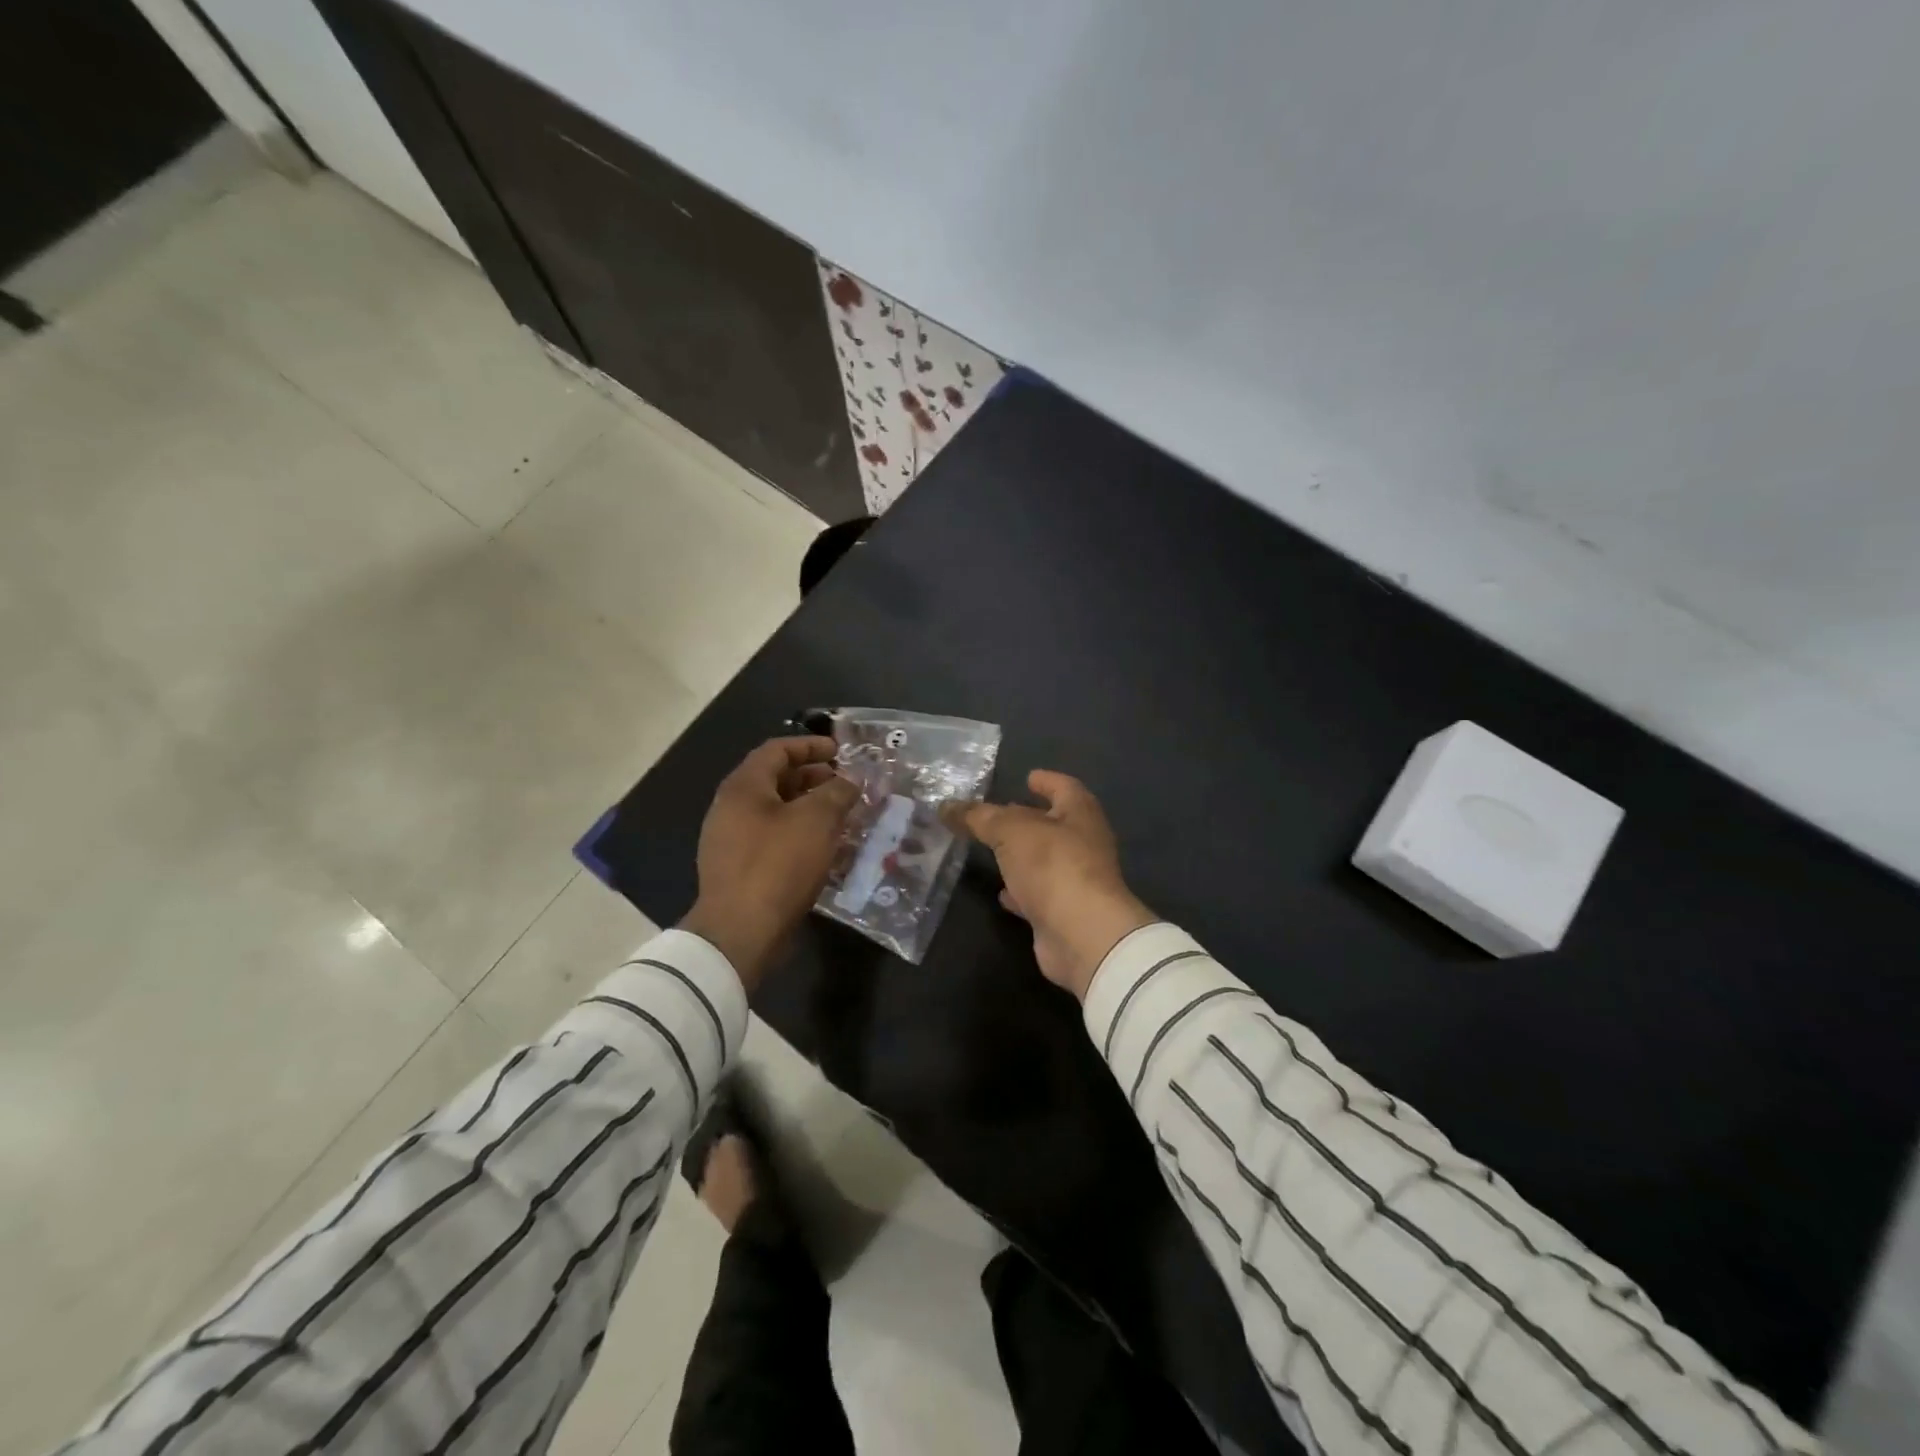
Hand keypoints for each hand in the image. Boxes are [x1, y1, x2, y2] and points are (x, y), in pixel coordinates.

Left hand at [679, 737, 858, 988]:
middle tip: (846, 785)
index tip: (841, 751)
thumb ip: (837, 792)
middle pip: (775, 780)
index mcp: (743, 787)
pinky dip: (800, 834)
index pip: (777, 750)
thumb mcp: (816, 821)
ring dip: (809, 808)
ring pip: (776, 811)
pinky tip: (825, 848)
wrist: (740, 932)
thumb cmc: (778, 865)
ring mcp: (731, 840)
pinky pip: (773, 838)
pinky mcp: (739, 869)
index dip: (811, 745)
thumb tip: (851, 780)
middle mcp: (731, 808)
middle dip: (813, 778)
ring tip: (842, 816)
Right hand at [956, 770, 1155, 1000]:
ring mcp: (1076, 881)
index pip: (1065, 787)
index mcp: (1080, 814)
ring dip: (1021, 856)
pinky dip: (1021, 891)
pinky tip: (1001, 893)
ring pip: (1044, 861)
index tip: (1028, 778)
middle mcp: (1084, 844)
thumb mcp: (1009, 830)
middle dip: (1027, 819)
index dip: (1047, 781)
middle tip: (996, 815)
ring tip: (991, 851)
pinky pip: (1038, 895)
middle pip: (1054, 825)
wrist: (1082, 935)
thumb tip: (946, 806)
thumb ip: (978, 817)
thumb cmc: (1053, 866)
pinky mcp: (1064, 913)